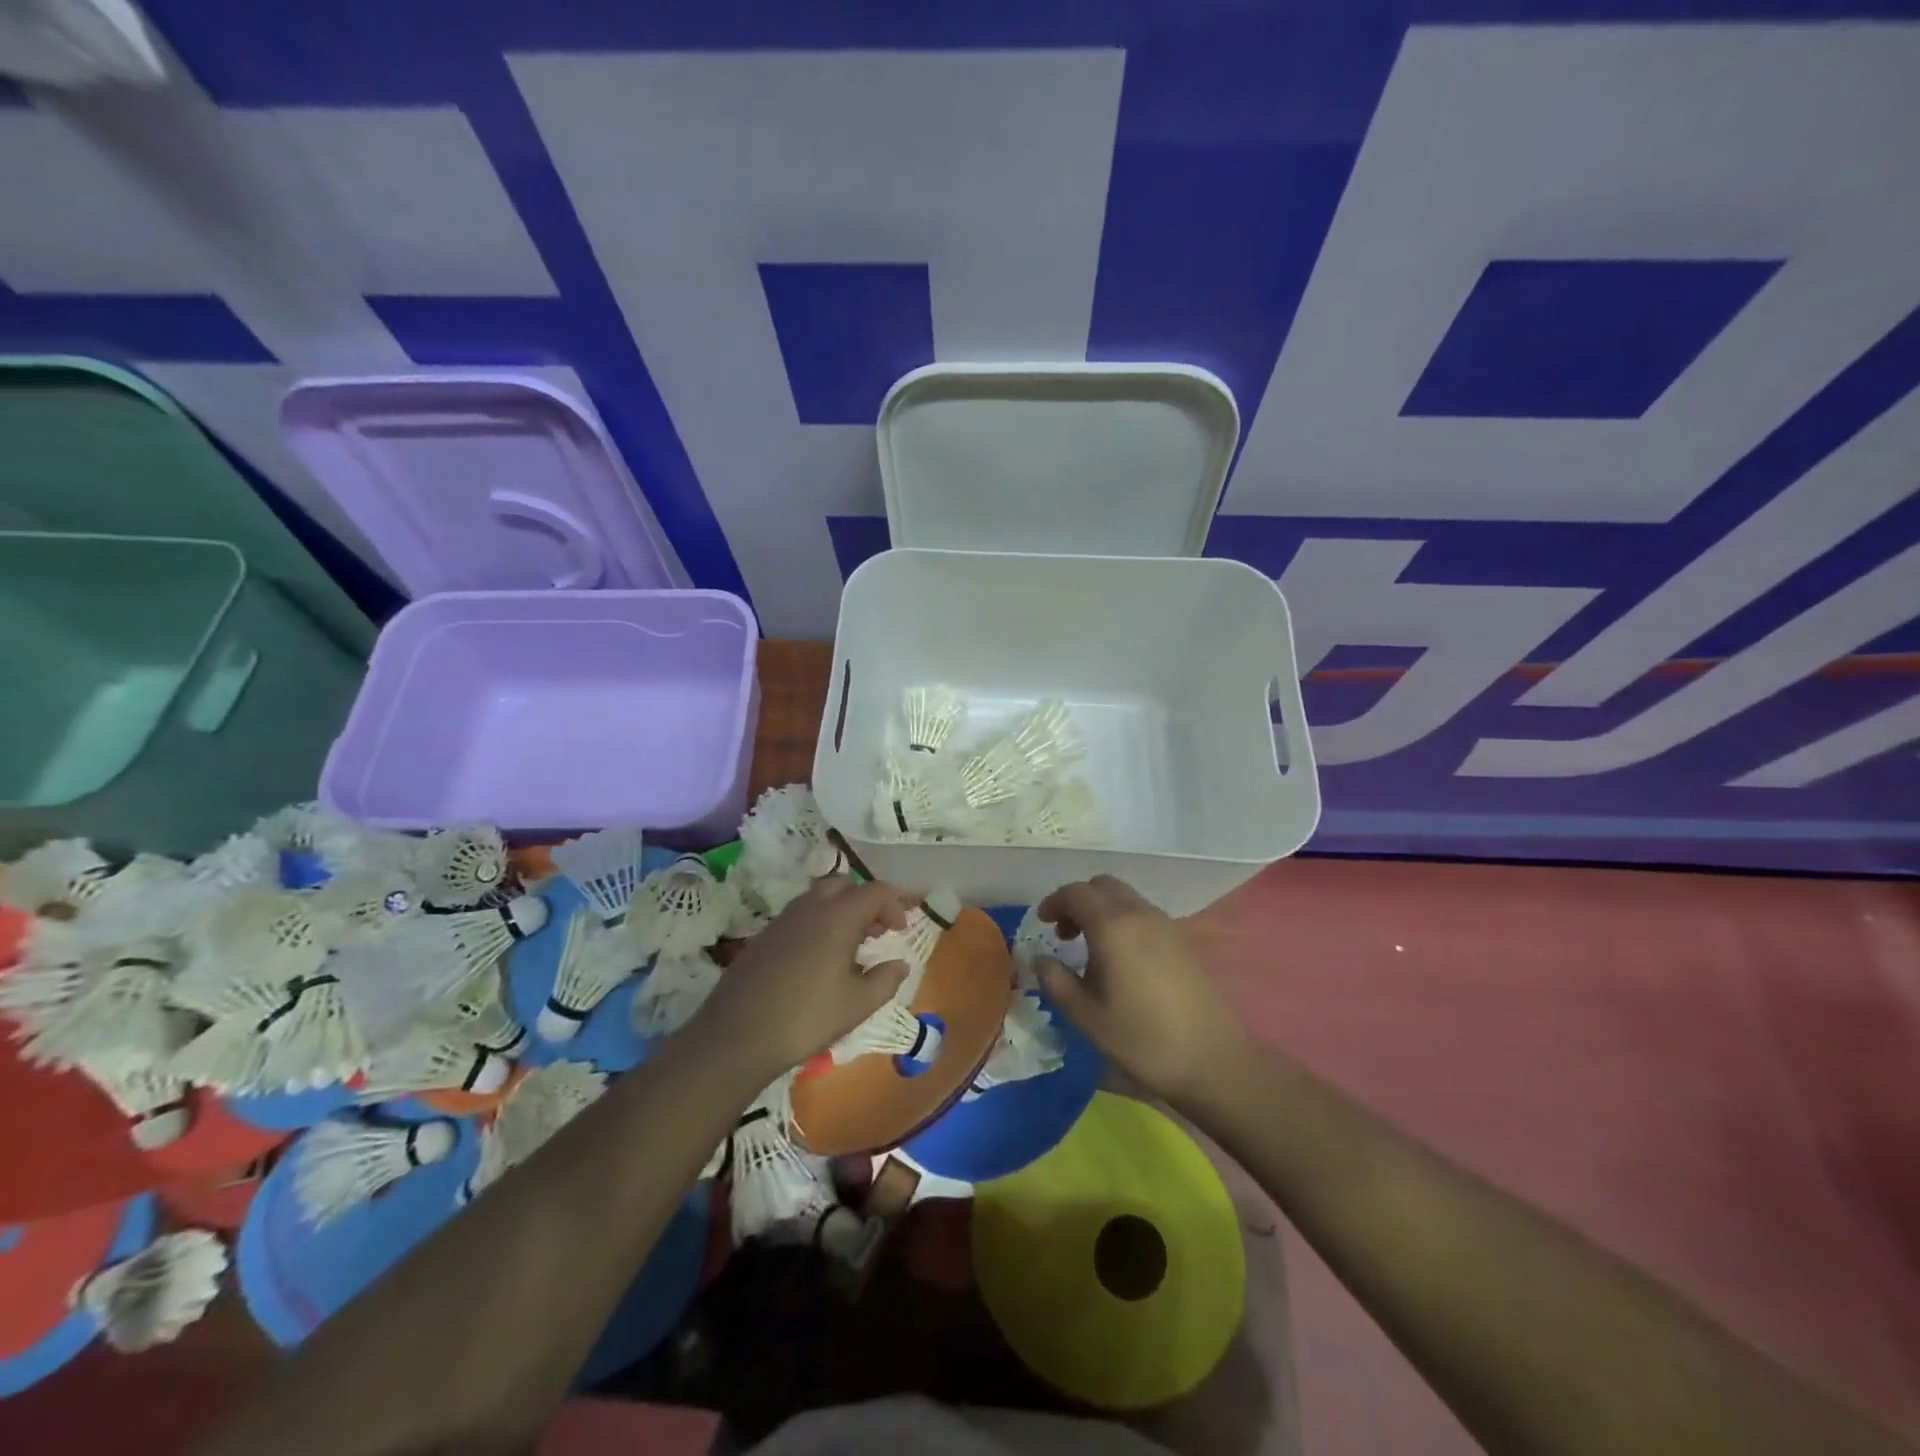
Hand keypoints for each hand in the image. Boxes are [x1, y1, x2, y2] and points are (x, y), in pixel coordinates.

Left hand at [691, 876, 910, 1079]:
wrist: (737, 1036)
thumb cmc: (807, 1018)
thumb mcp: (858, 1005)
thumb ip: (886, 980)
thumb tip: (900, 964)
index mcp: (838, 916)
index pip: (875, 891)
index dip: (894, 905)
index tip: (900, 931)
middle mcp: (810, 907)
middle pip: (844, 885)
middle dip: (865, 901)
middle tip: (876, 932)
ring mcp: (783, 920)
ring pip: (819, 897)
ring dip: (841, 911)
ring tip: (850, 946)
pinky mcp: (764, 936)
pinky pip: (800, 915)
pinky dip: (818, 923)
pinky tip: (819, 960)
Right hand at [1036, 875, 1250, 1105]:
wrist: (1212, 1060)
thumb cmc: (1142, 1038)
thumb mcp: (1087, 1015)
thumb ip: (1056, 981)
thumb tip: (1039, 959)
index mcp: (1113, 926)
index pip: (1076, 893)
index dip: (1054, 902)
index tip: (1042, 924)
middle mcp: (1140, 914)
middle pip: (1102, 886)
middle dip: (1078, 901)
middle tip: (1064, 934)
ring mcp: (1166, 925)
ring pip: (1125, 898)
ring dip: (1101, 911)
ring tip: (1090, 950)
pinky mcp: (1182, 941)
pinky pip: (1144, 915)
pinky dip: (1123, 922)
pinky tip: (1121, 960)